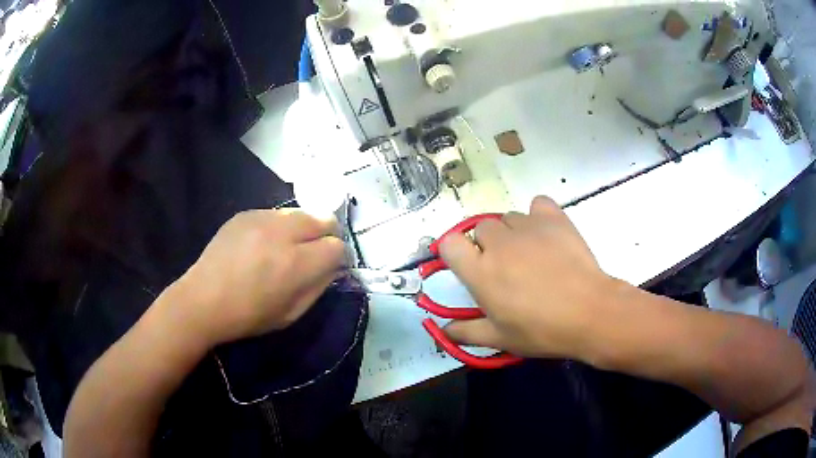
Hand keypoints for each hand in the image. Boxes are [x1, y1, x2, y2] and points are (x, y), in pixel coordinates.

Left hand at [162, 209, 345, 348]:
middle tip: (313, 252)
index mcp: (295, 264)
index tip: (329, 266)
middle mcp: (282, 233)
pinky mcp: (245, 213)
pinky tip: (262, 244)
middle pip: (323, 218)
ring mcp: (261, 218)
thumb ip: (319, 286)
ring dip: (302, 229)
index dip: (338, 257)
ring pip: (300, 212)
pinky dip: (278, 227)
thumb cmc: (248, 316)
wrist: (203, 300)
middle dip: (326, 234)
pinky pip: (275, 214)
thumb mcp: (292, 313)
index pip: (337, 246)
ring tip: (285, 247)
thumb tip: (334, 266)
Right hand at [440, 196, 617, 359]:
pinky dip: (538, 215)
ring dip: (512, 234)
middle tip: (506, 269)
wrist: (590, 313)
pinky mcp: (553, 218)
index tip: (468, 266)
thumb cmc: (542, 330)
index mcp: (481, 272)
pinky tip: (546, 234)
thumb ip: (467, 332)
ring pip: (508, 218)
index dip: (455, 252)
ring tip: (532, 255)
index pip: (449, 243)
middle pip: (481, 229)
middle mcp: (499, 243)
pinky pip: (537, 204)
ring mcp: (528, 226)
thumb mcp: (501, 339)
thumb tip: (444, 330)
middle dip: (487, 245)